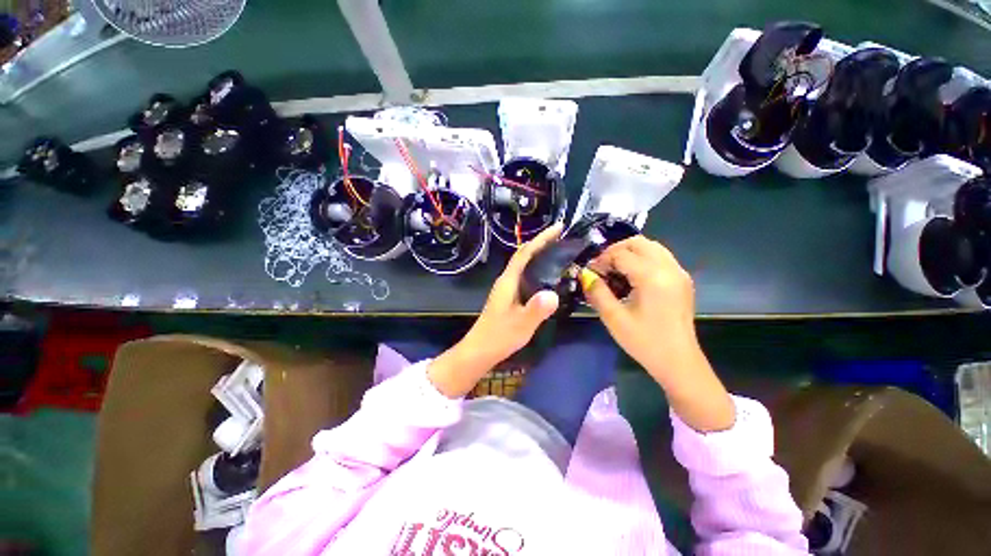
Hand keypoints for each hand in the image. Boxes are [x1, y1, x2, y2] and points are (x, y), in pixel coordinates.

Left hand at [427, 223, 562, 396]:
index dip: (541, 239)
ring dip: (539, 255)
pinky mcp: (509, 297)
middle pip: (524, 255)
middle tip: (562, 238)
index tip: (558, 228)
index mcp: (508, 281)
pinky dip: (537, 269)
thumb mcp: (521, 324)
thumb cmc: (499, 336)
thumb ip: (536, 310)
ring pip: (524, 265)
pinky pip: (526, 276)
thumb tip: (553, 294)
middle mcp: (506, 280)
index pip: (525, 253)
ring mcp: (507, 288)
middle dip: (542, 243)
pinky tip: (548, 277)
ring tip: (559, 252)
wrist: (480, 350)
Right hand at [584, 237, 734, 431]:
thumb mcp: (614, 318)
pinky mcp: (682, 280)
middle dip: (616, 250)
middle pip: (639, 243)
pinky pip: (660, 257)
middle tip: (602, 267)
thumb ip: (597, 291)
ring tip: (615, 270)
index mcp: (652, 277)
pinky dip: (643, 259)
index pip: (621, 254)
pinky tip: (632, 277)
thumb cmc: (644, 342)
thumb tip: (585, 274)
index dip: (602, 259)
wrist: (679, 362)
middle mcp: (669, 268)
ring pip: (652, 247)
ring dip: (630, 252)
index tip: (590, 272)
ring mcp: (679, 273)